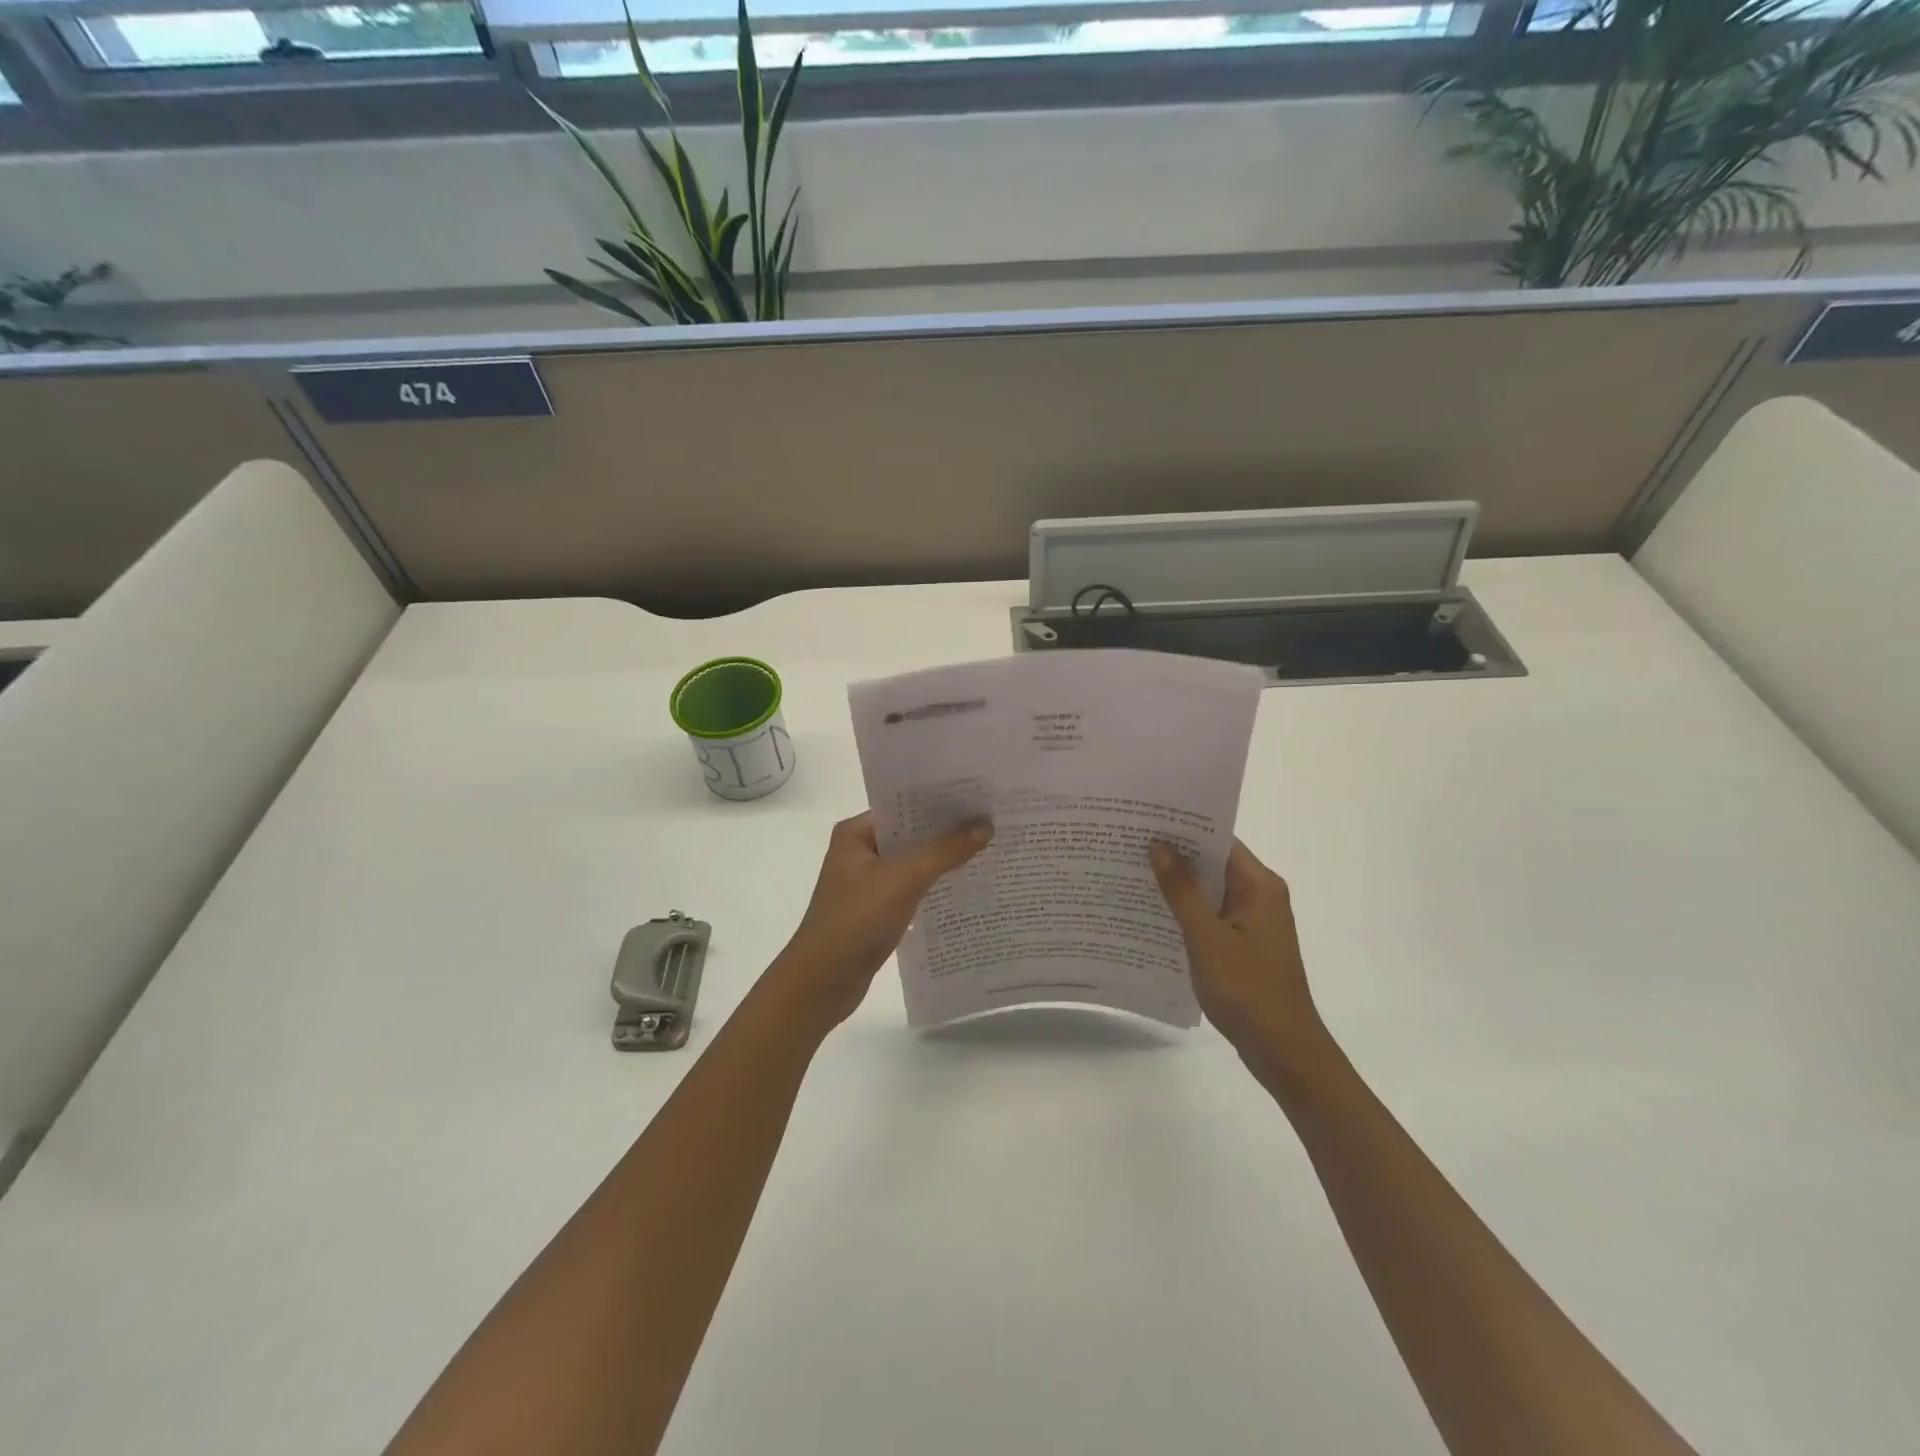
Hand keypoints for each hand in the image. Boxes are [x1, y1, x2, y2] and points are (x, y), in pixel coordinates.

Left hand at [772, 811, 992, 1029]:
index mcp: (855, 833)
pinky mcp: (877, 912)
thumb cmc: (856, 921)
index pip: (904, 806)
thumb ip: (945, 850)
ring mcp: (868, 884)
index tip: (980, 796)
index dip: (940, 801)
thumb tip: (985, 824)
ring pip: (914, 864)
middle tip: (994, 822)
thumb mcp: (903, 879)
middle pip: (912, 835)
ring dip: (945, 862)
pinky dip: (936, 889)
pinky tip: (968, 889)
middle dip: (949, 832)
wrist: (823, 984)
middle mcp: (860, 852)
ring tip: (990, 851)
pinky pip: (913, 891)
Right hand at [1149, 838, 1331, 1086]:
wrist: (1284, 1050)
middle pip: (1213, 862)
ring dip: (1177, 884)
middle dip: (1174, 854)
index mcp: (1259, 885)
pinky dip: (1186, 910)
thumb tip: (1159, 844)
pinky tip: (1153, 913)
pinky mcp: (1244, 943)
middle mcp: (1260, 895)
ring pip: (1210, 890)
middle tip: (1128, 842)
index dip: (1183, 827)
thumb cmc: (1247, 990)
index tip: (1144, 818)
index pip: (1218, 839)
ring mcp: (1253, 921)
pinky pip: (1211, 914)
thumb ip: (1181, 890)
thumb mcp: (1206, 937)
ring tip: (1130, 871)